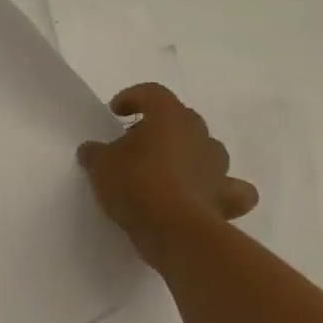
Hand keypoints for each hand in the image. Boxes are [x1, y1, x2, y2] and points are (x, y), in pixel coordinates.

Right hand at [77, 84, 258, 262]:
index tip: (116, 112)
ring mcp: (218, 166)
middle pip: (180, 119)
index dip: (133, 98)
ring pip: (206, 150)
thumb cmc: (135, 184)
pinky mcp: (228, 197)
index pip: (152, 93)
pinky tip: (203, 197)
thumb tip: (92, 150)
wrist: (174, 229)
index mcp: (169, 117)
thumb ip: (95, 152)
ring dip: (187, 156)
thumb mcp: (100, 164)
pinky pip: (230, 188)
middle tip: (134, 145)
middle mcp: (199, 134)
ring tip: (163, 172)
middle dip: (159, 128)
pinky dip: (219, 190)